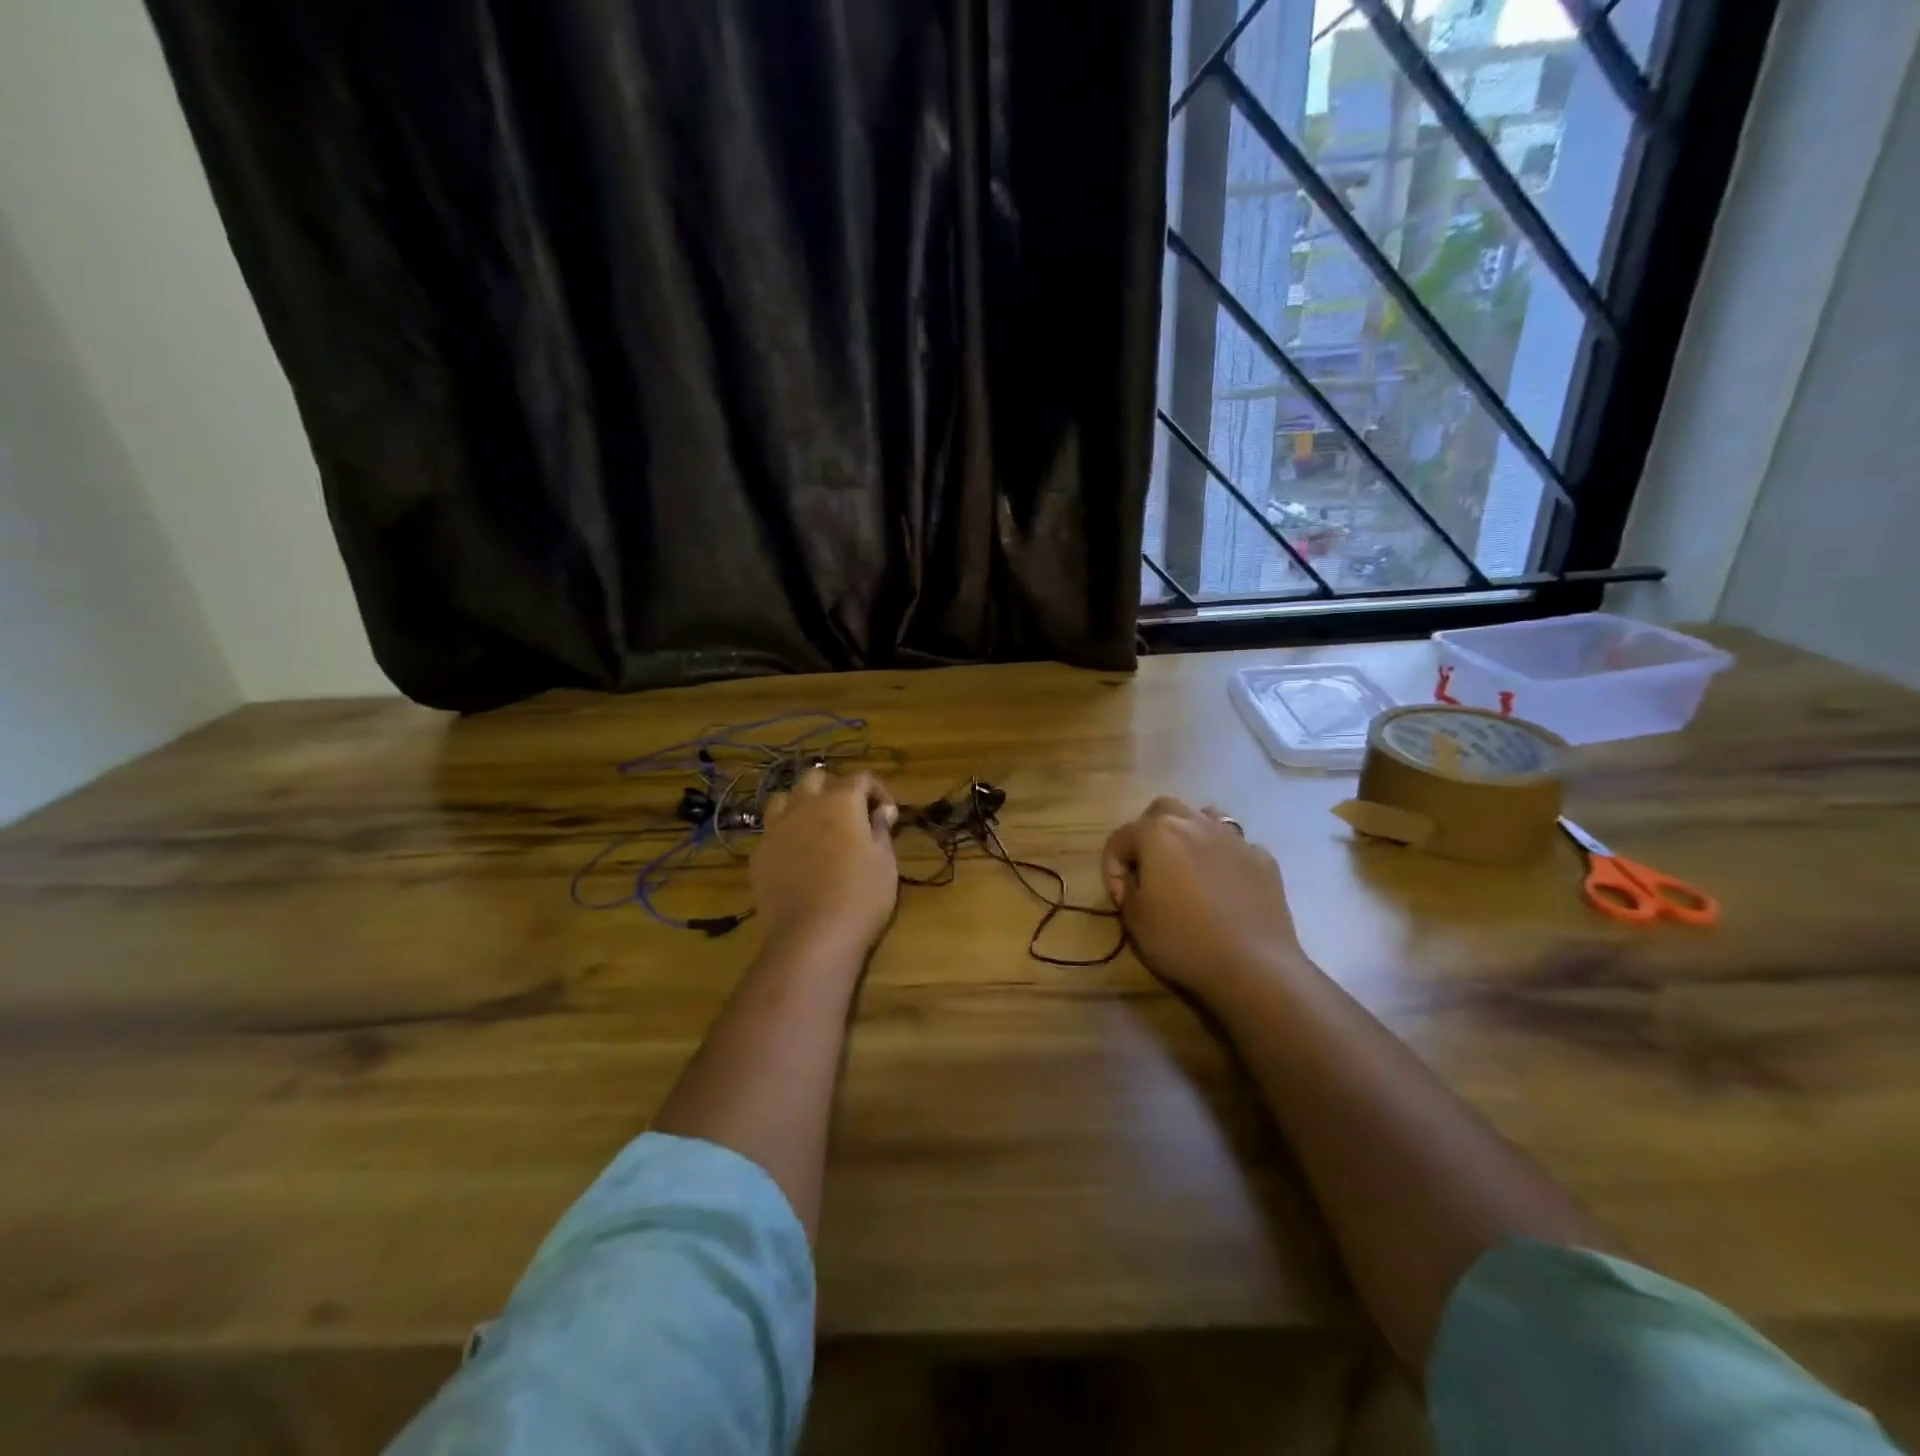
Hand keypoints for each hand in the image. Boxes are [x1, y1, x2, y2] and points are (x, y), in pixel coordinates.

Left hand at [755, 767, 899, 956]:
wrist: (812, 936)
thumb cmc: (861, 895)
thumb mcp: (884, 862)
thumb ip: (881, 829)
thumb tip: (882, 811)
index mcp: (841, 801)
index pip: (860, 778)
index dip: (877, 791)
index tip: (887, 815)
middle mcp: (804, 805)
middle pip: (816, 778)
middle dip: (835, 788)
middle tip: (850, 814)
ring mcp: (776, 828)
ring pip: (785, 798)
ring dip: (802, 804)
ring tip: (816, 826)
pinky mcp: (759, 854)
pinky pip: (772, 831)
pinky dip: (786, 834)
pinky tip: (797, 856)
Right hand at [1101, 797, 1311, 1007]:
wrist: (1253, 966)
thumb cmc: (1183, 940)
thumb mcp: (1134, 920)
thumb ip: (1126, 889)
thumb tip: (1132, 879)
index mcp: (1157, 833)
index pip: (1120, 838)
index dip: (1111, 867)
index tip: (1119, 898)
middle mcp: (1195, 823)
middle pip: (1163, 811)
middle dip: (1148, 833)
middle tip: (1148, 868)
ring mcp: (1234, 839)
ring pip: (1204, 817)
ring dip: (1189, 834)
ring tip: (1187, 866)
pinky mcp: (1264, 859)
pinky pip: (1237, 846)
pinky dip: (1225, 858)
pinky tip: (1226, 884)